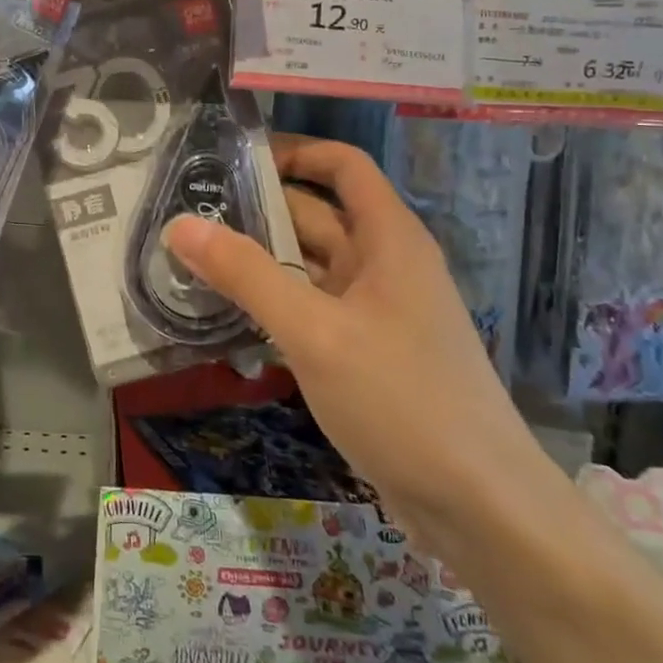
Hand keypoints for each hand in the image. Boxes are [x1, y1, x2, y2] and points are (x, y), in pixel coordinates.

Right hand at [166, 135, 545, 548]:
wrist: (483, 511)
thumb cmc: (403, 401)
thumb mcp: (315, 332)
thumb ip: (246, 275)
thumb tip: (180, 224)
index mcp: (389, 239)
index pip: (343, 166)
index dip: (294, 151)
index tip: (233, 160)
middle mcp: (385, 265)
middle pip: (318, 215)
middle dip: (258, 210)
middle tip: (190, 213)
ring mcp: (377, 312)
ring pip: (310, 266)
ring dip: (260, 260)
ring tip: (194, 259)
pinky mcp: (366, 353)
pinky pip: (311, 309)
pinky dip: (273, 303)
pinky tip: (229, 315)